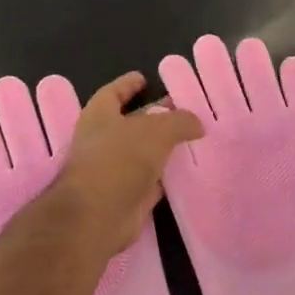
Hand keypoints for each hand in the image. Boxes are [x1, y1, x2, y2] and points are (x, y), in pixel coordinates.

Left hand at [54, 71, 203, 255]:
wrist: (97, 215)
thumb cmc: (119, 160)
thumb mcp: (156, 130)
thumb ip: (179, 121)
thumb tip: (197, 124)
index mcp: (100, 116)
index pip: (113, 92)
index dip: (128, 84)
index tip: (145, 79)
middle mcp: (103, 141)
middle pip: (132, 122)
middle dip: (154, 116)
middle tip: (183, 110)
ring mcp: (113, 171)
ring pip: (143, 153)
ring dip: (162, 147)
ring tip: (190, 139)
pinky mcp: (126, 196)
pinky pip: (150, 180)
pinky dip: (165, 176)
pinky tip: (185, 170)